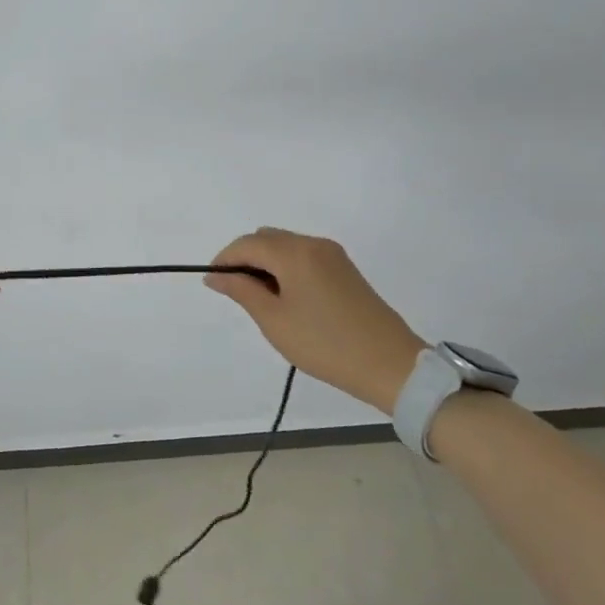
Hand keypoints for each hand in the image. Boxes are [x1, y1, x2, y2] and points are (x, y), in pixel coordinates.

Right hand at [205, 228, 426, 412]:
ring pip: (285, 246)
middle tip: (238, 294)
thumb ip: (242, 290)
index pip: (247, 244)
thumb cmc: (325, 344)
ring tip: (263, 300)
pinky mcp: (345, 269)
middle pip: (266, 239)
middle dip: (245, 259)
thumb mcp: (274, 320)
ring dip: (267, 264)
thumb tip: (215, 275)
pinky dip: (287, 268)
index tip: (214, 283)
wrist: (391, 365)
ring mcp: (333, 255)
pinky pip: (304, 256)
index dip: (224, 259)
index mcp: (294, 252)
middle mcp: (313, 244)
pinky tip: (288, 298)